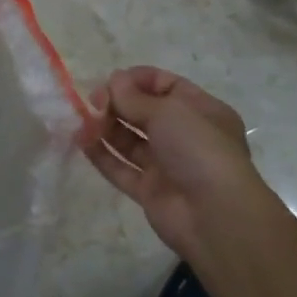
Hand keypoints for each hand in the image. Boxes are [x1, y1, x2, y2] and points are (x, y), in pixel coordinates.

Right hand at [81, 67, 261, 253]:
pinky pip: (121, 168)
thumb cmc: (198, 149)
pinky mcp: (150, 190)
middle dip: (117, 103)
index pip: (166, 85)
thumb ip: (134, 97)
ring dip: (106, 127)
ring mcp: (167, 165)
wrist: (215, 216)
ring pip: (131, 140)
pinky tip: (82, 142)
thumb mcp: (168, 111)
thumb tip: (113, 81)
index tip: (110, 81)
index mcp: (201, 111)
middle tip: (93, 102)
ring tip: (81, 121)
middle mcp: (185, 136)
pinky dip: (102, 155)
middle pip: (144, 112)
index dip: (137, 80)